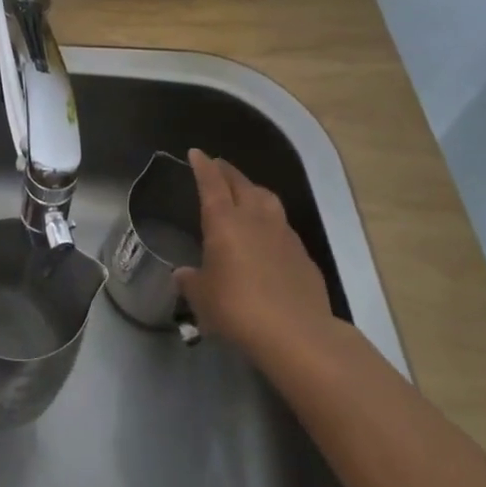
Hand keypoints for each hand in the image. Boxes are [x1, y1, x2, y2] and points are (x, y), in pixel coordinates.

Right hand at [176, 149, 340, 369]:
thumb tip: (183, 273)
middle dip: (227, 172)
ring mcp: (283, 234)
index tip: (196, 153)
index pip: (212, 184)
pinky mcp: (302, 254)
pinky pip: (283, 226)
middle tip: (217, 166)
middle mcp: (254, 218)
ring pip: (267, 199)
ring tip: (246, 191)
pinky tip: (268, 234)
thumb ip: (191, 281)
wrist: (296, 333)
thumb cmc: (238, 309)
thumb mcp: (203, 298)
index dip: (203, 167)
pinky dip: (271, 221)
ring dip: (253, 190)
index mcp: (224, 222)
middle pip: (241, 184)